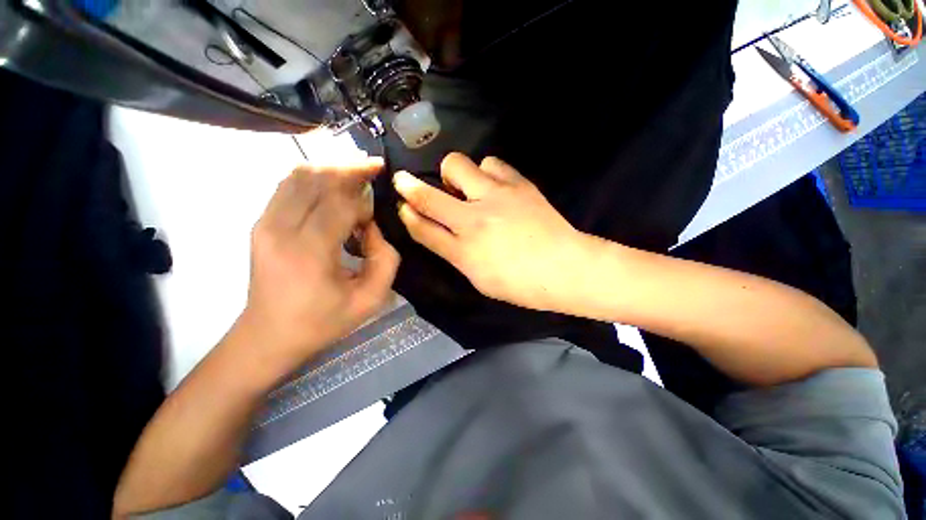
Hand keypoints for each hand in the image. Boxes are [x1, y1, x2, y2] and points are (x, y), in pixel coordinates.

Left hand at [236, 158, 399, 375]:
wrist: (269, 335)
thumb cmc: (322, 321)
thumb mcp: (370, 300)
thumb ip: (385, 259)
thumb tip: (374, 227)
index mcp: (309, 252)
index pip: (341, 203)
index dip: (365, 199)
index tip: (378, 211)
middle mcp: (280, 228)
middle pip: (318, 177)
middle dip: (351, 169)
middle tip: (375, 169)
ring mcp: (265, 222)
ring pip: (300, 174)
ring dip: (332, 169)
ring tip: (357, 175)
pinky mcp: (261, 222)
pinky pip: (288, 184)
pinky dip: (314, 177)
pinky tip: (333, 187)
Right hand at [393, 153, 595, 311]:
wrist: (564, 268)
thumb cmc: (520, 284)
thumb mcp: (479, 279)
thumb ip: (455, 253)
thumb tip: (440, 232)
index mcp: (463, 251)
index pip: (422, 228)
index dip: (406, 214)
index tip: (401, 205)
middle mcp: (473, 220)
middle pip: (427, 194)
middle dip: (408, 185)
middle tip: (409, 183)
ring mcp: (495, 197)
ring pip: (457, 165)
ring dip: (455, 176)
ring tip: (467, 189)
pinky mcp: (518, 184)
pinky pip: (491, 163)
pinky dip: (485, 172)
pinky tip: (492, 185)